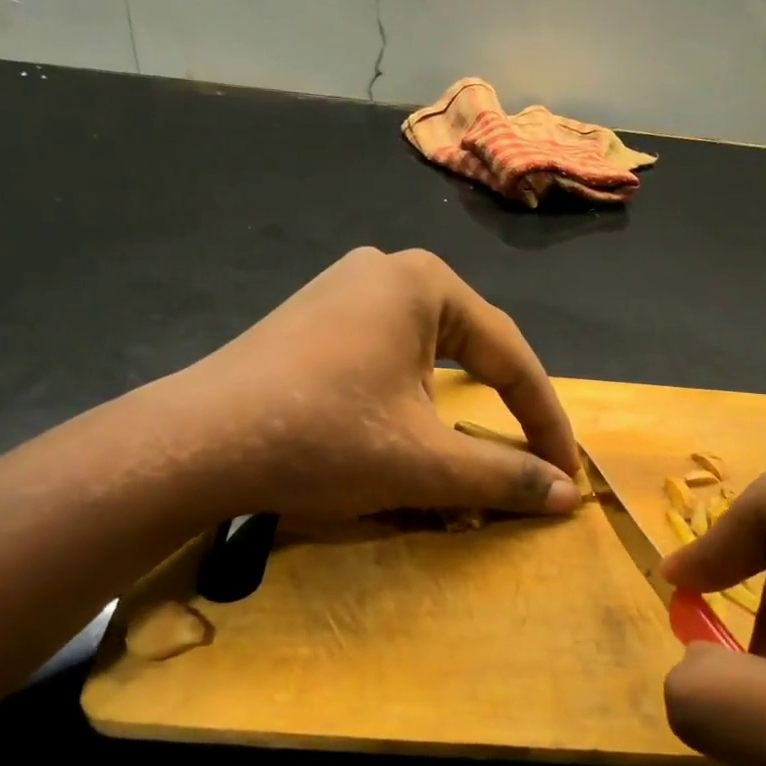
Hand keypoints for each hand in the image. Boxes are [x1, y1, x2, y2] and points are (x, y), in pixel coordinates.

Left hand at [177, 247, 581, 520]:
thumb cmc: (325, 439)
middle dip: (501, 410)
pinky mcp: (308, 320)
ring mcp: (340, 290)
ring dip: (453, 408)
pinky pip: (382, 357)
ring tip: (467, 450)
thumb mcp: (426, 464)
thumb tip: (570, 495)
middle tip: (527, 458)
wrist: (195, 444)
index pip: (511, 357)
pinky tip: (400, 428)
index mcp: (425, 283)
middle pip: (470, 350)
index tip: (569, 472)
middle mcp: (386, 271)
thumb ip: (505, 476)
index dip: (546, 421)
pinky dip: (407, 398)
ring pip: (425, 356)